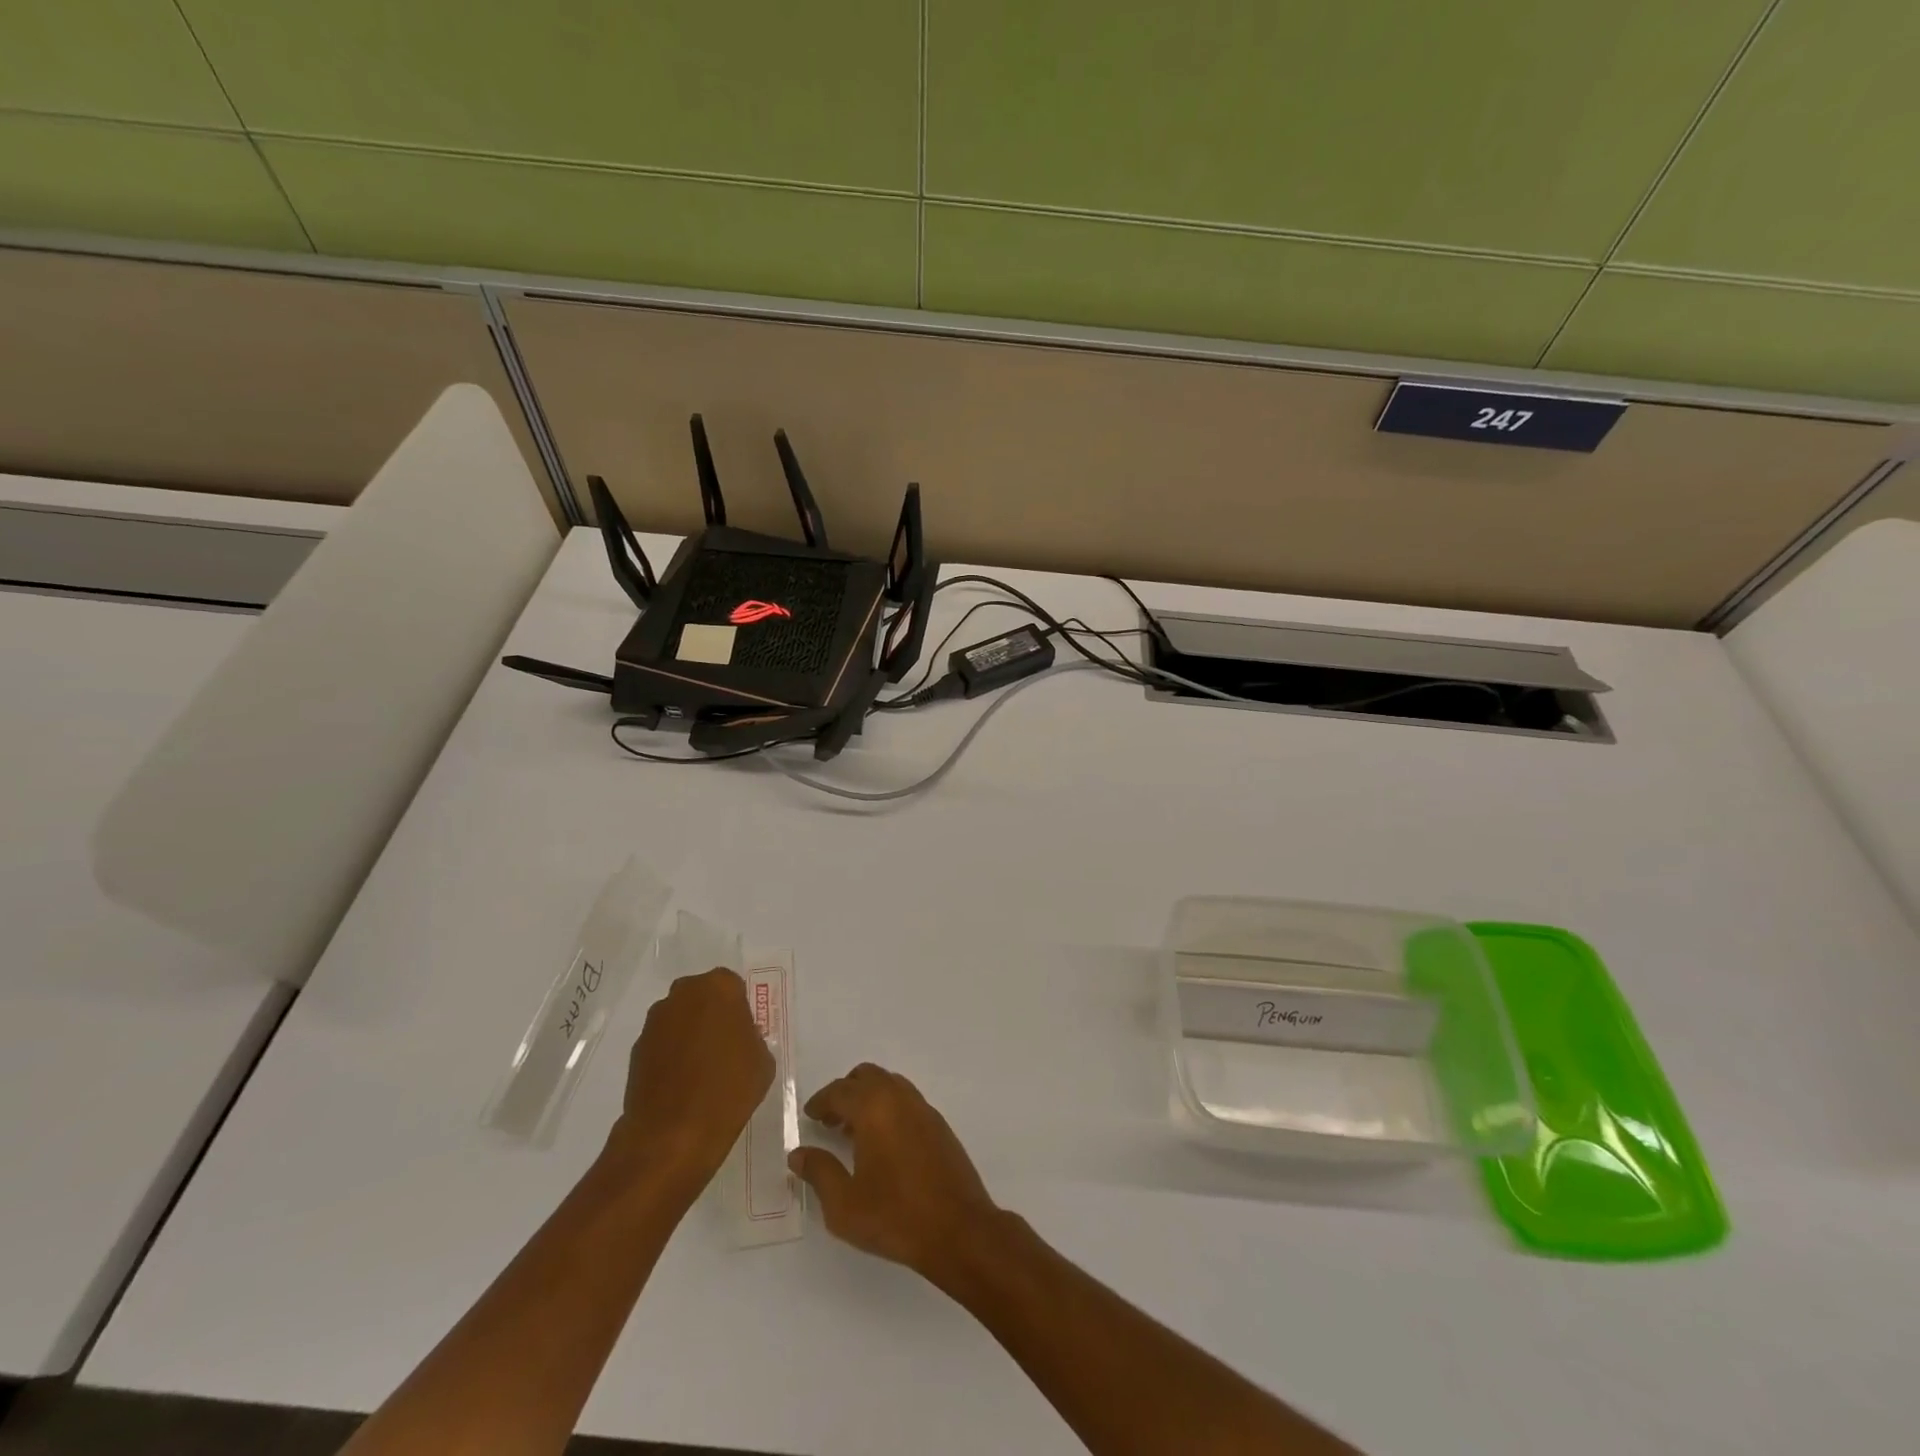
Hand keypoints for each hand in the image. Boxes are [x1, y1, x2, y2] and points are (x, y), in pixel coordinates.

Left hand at [608, 968, 772, 1192]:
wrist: (672, 1135)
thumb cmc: (728, 1090)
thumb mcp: (762, 1061)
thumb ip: (752, 1037)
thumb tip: (737, 1039)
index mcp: (719, 987)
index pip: (732, 986)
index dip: (738, 1010)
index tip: (742, 1034)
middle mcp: (683, 994)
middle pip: (702, 997)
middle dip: (711, 1015)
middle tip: (723, 1047)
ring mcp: (655, 1021)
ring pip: (680, 1018)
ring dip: (689, 1034)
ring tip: (700, 1070)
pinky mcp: (636, 1049)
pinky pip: (662, 1043)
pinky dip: (670, 1055)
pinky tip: (681, 1084)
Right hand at [788, 1063, 998, 1280]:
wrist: (957, 1228)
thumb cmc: (895, 1216)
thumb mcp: (844, 1204)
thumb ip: (819, 1172)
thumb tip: (798, 1153)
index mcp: (874, 1108)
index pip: (840, 1091)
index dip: (821, 1102)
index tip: (810, 1116)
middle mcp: (899, 1098)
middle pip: (866, 1076)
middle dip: (845, 1092)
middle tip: (829, 1120)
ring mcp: (923, 1108)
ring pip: (889, 1084)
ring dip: (868, 1097)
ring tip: (853, 1131)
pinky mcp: (939, 1124)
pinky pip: (906, 1100)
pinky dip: (888, 1107)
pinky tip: (882, 1142)